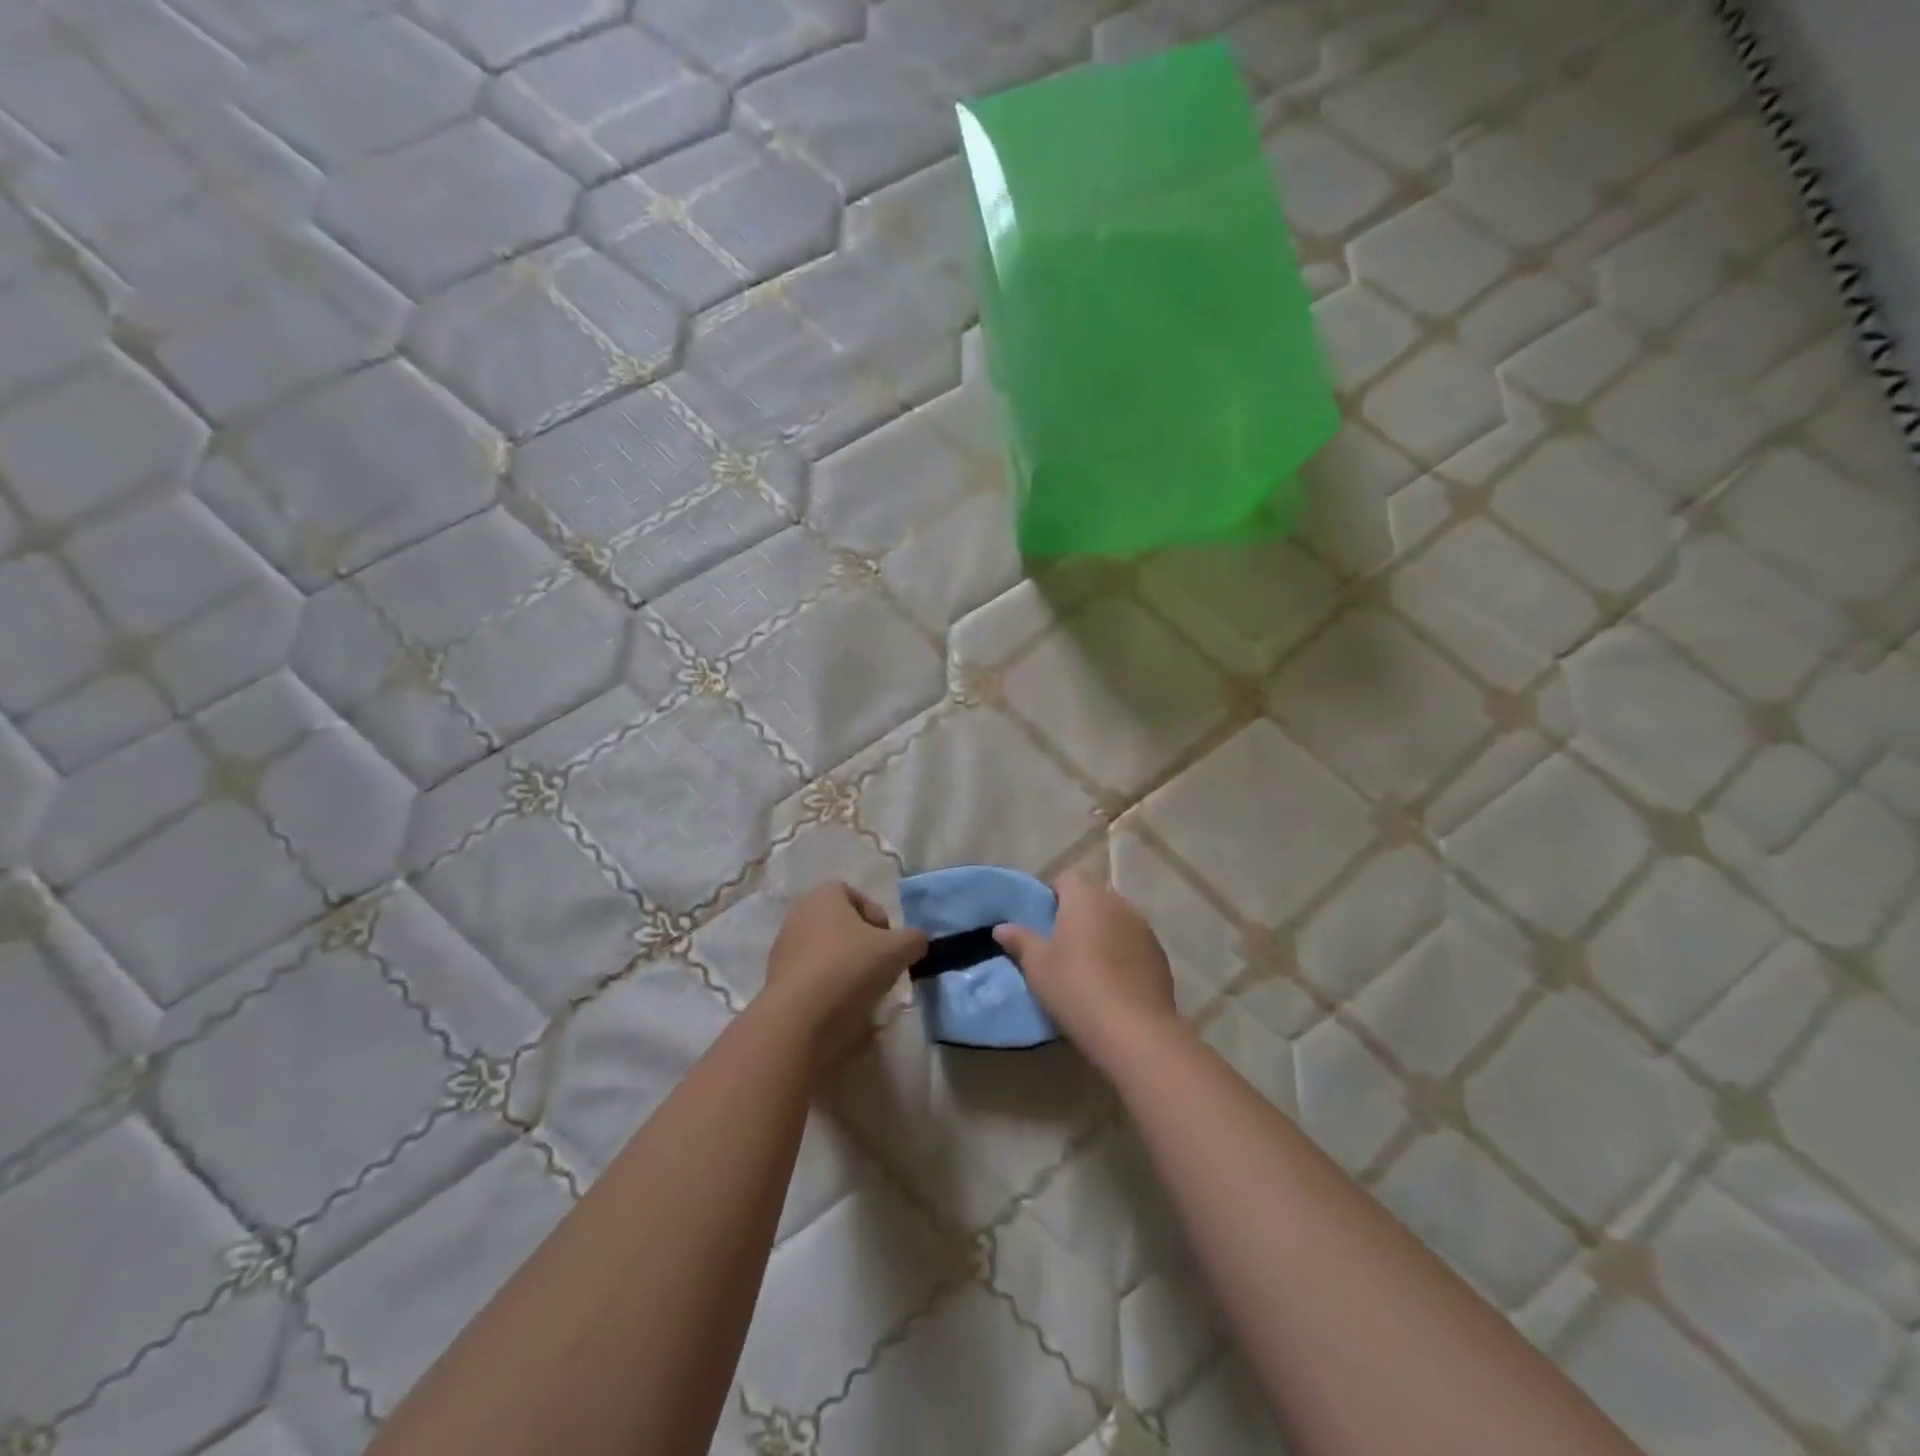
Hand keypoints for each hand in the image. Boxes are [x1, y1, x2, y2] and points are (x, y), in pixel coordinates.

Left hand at [763, 882, 927, 1068]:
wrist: (799, 1020)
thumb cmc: (850, 968)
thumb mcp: (898, 950)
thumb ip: (914, 940)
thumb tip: (916, 942)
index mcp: (823, 896)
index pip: (854, 895)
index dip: (877, 916)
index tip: (888, 942)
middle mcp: (798, 915)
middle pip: (840, 925)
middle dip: (863, 944)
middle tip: (880, 966)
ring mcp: (783, 950)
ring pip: (826, 953)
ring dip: (847, 968)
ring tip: (864, 992)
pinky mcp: (777, 983)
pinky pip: (813, 979)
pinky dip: (829, 990)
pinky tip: (843, 1009)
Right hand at [993, 873, 1180, 1072]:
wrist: (1134, 1030)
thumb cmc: (1075, 986)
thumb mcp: (1036, 965)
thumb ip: (1020, 940)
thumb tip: (1002, 927)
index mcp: (1085, 897)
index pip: (1066, 879)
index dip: (1052, 897)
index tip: (1042, 924)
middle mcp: (1118, 903)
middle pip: (1093, 899)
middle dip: (1078, 916)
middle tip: (1061, 947)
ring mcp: (1144, 928)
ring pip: (1116, 921)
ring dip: (1102, 934)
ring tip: (1088, 967)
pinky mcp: (1160, 955)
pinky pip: (1133, 945)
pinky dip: (1122, 955)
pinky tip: (1113, 984)